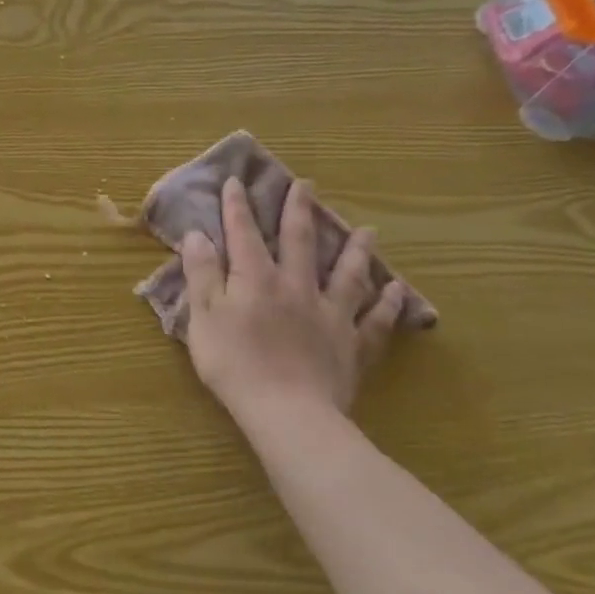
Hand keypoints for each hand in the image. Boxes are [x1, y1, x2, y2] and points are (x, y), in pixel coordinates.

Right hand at [179, 177, 405, 427]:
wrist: (287, 412)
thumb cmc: (234, 363)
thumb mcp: (203, 316)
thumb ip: (201, 273)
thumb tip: (198, 234)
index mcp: (256, 279)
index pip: (244, 234)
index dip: (238, 207)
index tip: (237, 181)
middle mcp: (296, 286)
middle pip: (300, 241)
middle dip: (299, 211)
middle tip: (306, 185)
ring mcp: (330, 314)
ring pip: (346, 274)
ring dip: (355, 249)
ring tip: (367, 230)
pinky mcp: (352, 345)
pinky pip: (375, 319)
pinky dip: (386, 303)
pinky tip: (396, 290)